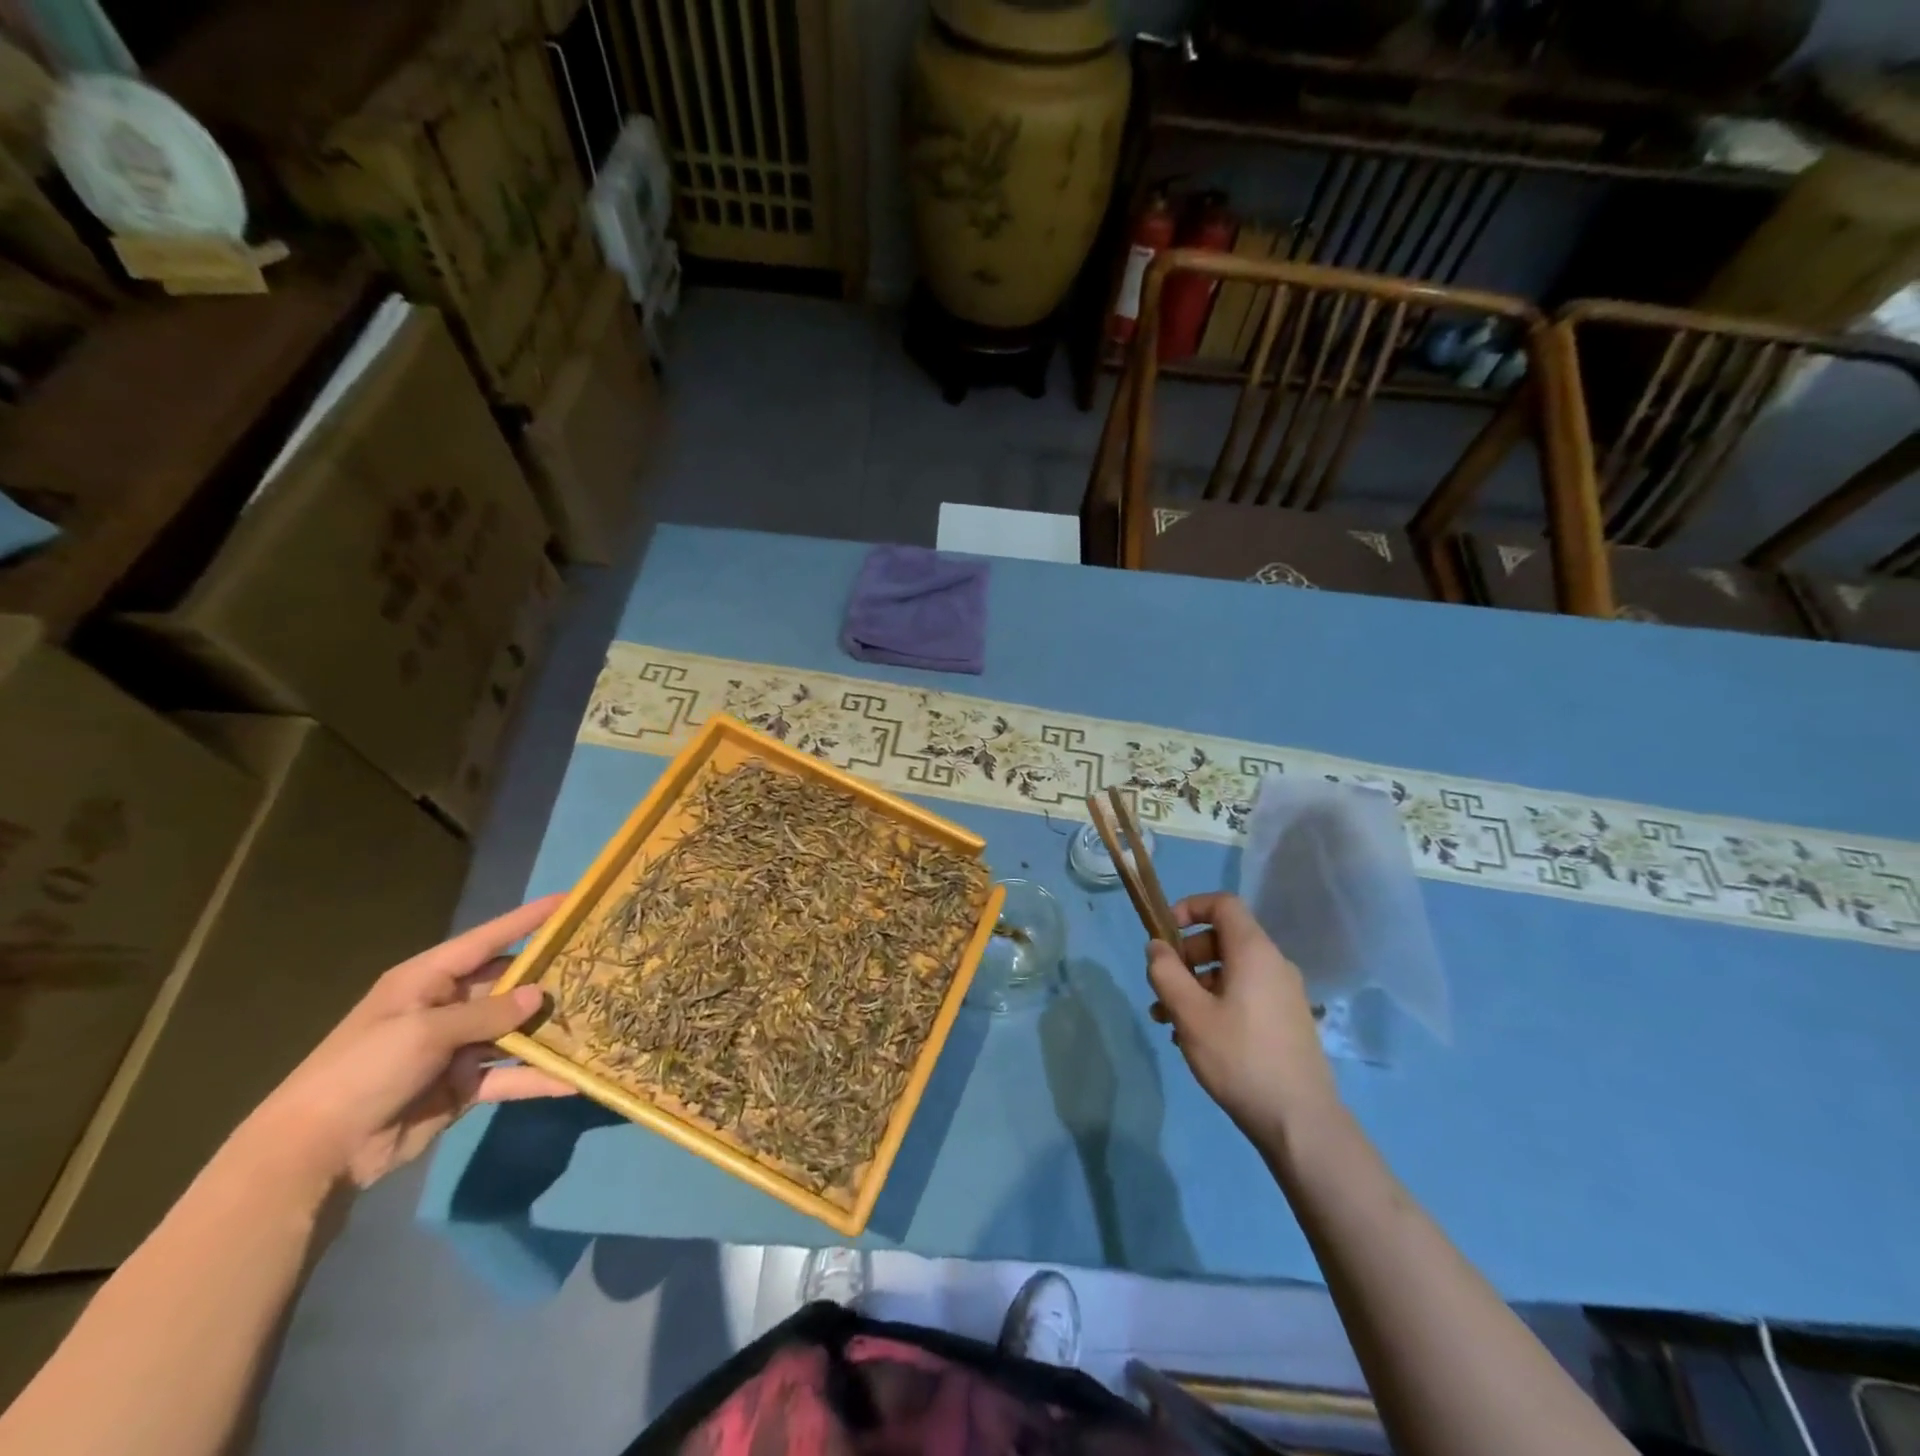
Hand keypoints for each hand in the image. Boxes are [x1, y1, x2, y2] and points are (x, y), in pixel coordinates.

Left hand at [241, 896, 573, 1190]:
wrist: (315, 1154)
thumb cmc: (362, 1072)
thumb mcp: (424, 1033)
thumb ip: (486, 1013)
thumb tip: (538, 995)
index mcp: (427, 980)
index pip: (487, 940)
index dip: (527, 920)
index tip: (569, 902)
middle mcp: (447, 1007)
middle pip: (508, 984)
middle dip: (549, 977)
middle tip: (600, 965)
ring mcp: (457, 1048)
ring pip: (516, 1030)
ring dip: (550, 1028)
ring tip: (599, 1017)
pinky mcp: (464, 1086)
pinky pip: (511, 1076)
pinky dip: (539, 1077)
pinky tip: (575, 1078)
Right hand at [1146, 893, 1337, 1142]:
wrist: (1301, 1122)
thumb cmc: (1239, 1058)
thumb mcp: (1190, 1013)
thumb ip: (1166, 973)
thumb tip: (1156, 946)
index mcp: (1254, 952)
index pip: (1222, 904)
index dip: (1189, 908)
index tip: (1163, 933)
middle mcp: (1274, 964)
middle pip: (1223, 939)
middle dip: (1185, 957)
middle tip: (1161, 987)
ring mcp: (1284, 994)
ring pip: (1231, 972)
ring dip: (1195, 986)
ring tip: (1167, 1021)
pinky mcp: (1287, 1021)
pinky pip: (1245, 994)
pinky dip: (1216, 1002)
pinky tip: (1196, 1039)